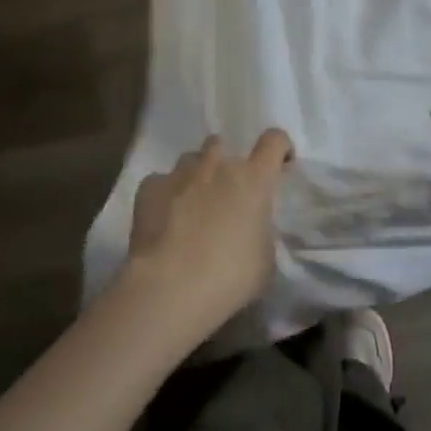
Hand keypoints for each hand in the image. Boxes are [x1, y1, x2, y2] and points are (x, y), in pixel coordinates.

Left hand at [122, 129, 293, 334]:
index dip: (279, 148)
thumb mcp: (265, 260)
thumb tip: (252, 228)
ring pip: (190, 159)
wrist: (170, 289)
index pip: (274, 141)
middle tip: (225, 193)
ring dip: (195, 175)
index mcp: (254, 180)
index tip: (280, 164)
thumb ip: (262, 232)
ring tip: (192, 204)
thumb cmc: (230, 277)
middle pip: (222, 144)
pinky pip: (160, 182)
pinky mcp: (150, 189)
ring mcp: (181, 174)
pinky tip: (163, 218)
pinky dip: (164, 194)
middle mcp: (218, 166)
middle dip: (225, 162)